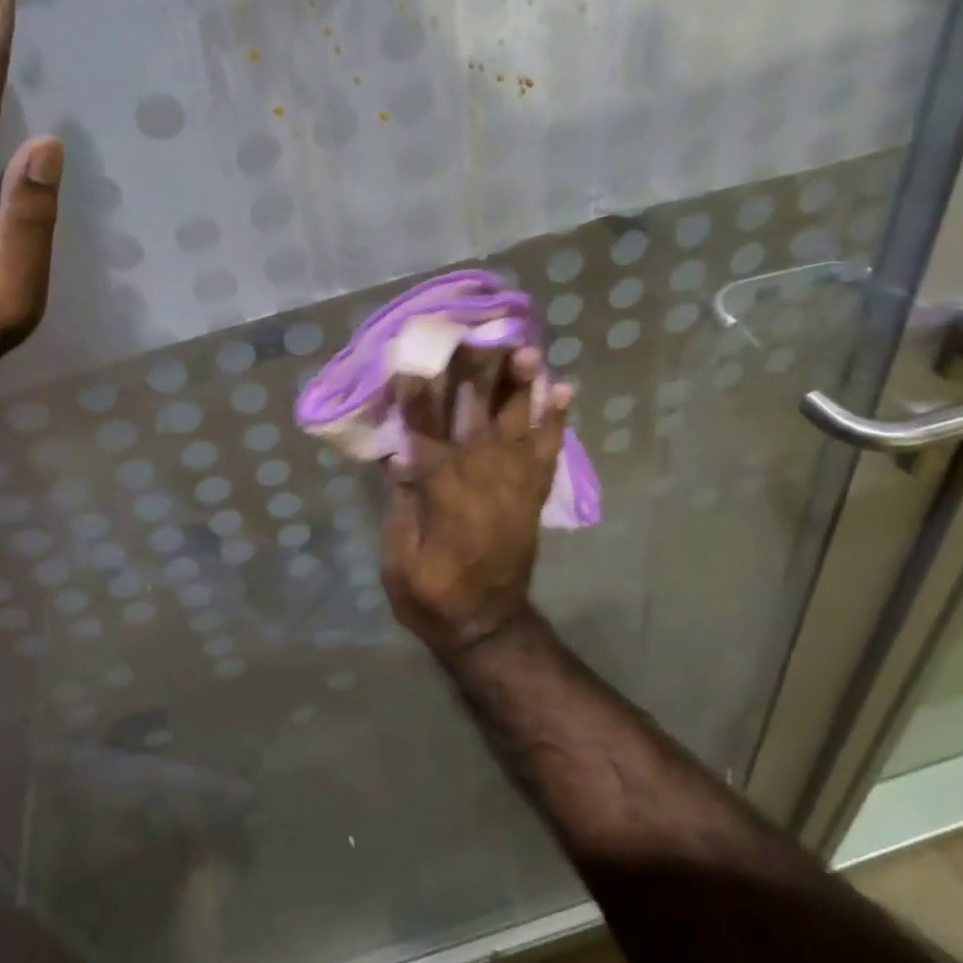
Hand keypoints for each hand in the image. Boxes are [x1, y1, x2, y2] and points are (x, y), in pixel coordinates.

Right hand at [381, 345, 573, 658]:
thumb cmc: (431, 595)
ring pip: (518, 428)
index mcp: (443, 498)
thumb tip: (400, 453)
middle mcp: (482, 483)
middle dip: (480, 376)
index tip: (415, 358)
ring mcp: (513, 488)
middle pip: (479, 421)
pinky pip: (548, 452)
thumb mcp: (400, 558)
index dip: (420, 397)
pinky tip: (562, 390)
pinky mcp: (531, 496)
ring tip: (528, 351)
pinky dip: (556, 421)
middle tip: (484, 336)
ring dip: (523, 388)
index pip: (427, 436)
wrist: (486, 627)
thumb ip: (402, 504)